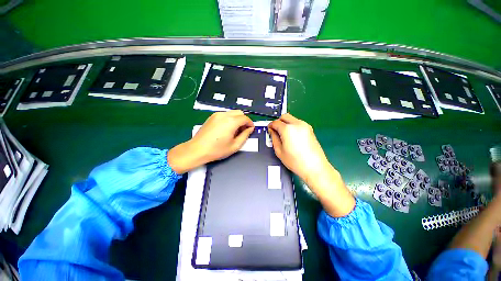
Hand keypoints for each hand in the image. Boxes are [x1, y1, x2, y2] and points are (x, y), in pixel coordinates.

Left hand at [168, 110, 253, 173]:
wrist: (197, 149)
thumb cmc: (217, 150)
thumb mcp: (235, 146)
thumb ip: (245, 136)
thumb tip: (250, 129)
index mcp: (231, 122)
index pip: (245, 118)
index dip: (250, 123)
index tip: (251, 130)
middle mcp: (224, 115)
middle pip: (239, 113)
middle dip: (244, 120)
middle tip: (243, 130)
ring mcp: (217, 114)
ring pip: (232, 112)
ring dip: (237, 119)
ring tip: (235, 130)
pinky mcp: (212, 116)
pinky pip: (225, 114)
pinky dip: (230, 118)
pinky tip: (227, 128)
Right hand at [268, 113, 330, 183]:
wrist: (314, 167)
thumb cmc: (296, 161)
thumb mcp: (279, 151)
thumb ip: (274, 138)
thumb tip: (272, 131)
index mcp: (288, 129)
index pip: (276, 122)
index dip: (271, 125)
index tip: (269, 129)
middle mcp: (297, 124)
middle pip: (284, 116)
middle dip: (278, 121)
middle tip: (276, 130)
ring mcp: (305, 126)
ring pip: (292, 119)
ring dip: (286, 123)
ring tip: (284, 134)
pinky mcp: (310, 129)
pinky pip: (298, 123)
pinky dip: (292, 126)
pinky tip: (292, 136)